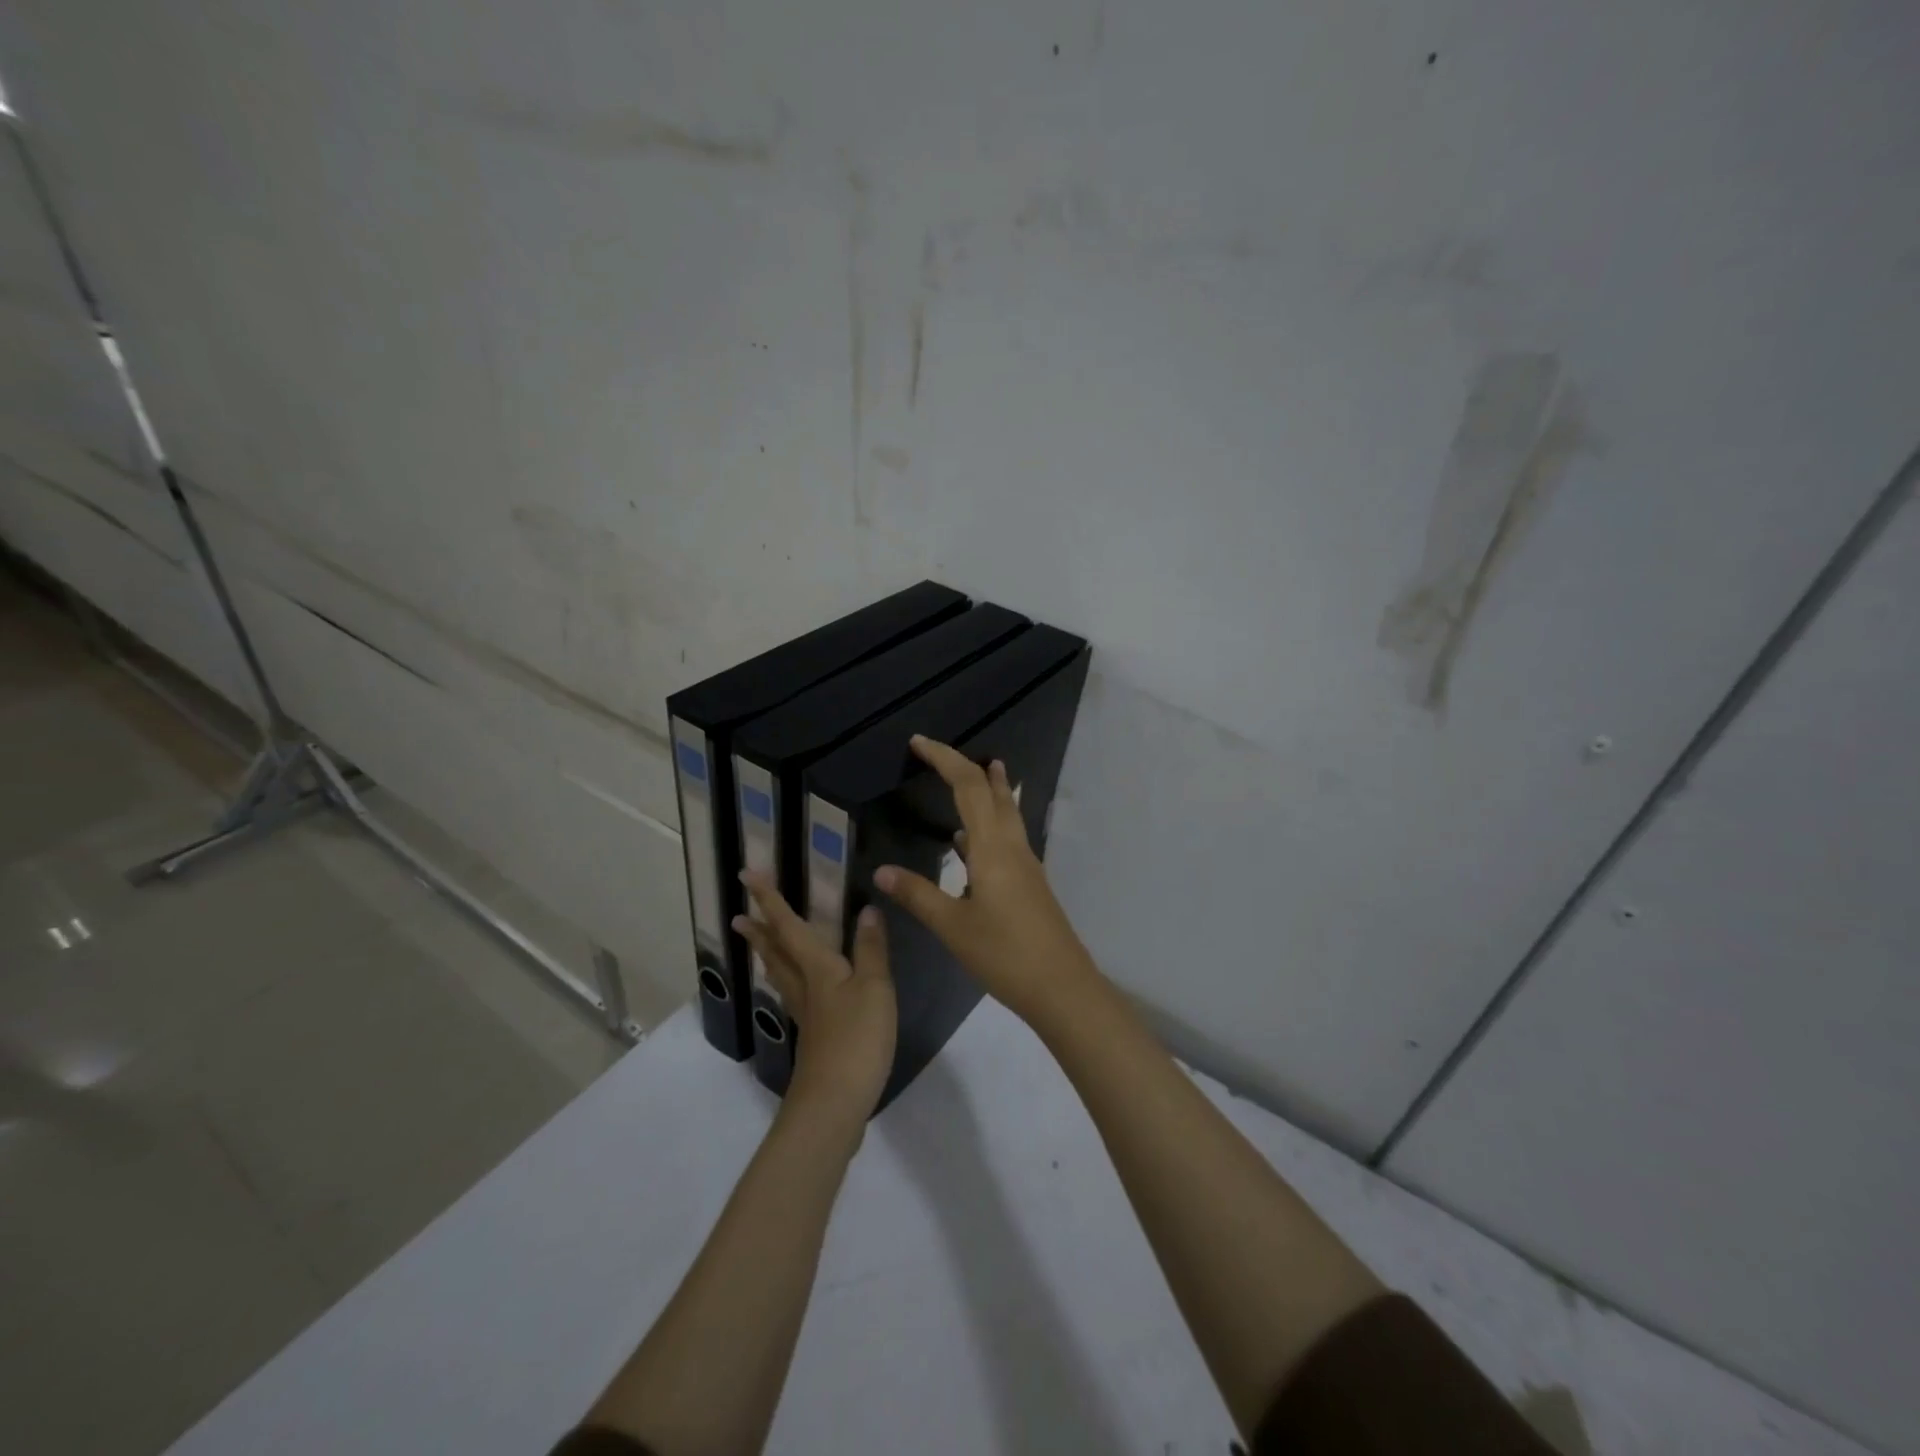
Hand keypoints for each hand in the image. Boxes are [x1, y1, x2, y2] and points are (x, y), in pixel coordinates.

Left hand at [734, 871, 897, 1124]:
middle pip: (776, 952)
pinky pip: (793, 996)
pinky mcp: (813, 1036)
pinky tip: (796, 990)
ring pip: (781, 975)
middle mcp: (805, 986)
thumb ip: (871, 949)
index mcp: (817, 968)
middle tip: (737, 915)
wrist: (836, 1102)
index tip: (747, 875)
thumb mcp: (875, 987)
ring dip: (768, 955)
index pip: (789, 926)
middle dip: (759, 931)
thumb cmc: (858, 1038)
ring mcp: (806, 1014)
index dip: (769, 900)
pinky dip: (787, 982)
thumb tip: (867, 910)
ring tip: (758, 945)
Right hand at [874, 735, 1098, 1026]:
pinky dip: (988, 824)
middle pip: (992, 791)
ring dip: (988, 789)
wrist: (1061, 987)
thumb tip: (881, 871)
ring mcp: (1026, 864)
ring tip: (974, 774)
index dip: (943, 758)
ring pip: (1006, 812)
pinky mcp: (1029, 882)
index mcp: (992, 848)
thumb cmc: (1004, 954)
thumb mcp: (953, 926)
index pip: (967, 787)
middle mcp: (1012, 846)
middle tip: (938, 752)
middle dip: (966, 766)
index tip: (918, 742)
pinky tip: (970, 842)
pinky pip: (1007, 837)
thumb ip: (917, 895)